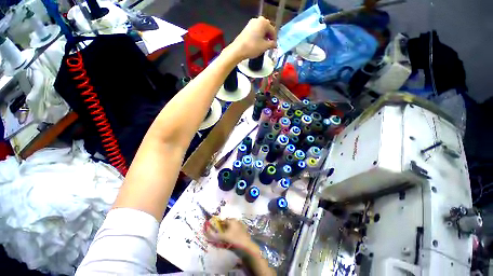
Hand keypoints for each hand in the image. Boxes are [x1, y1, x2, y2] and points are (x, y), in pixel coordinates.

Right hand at [205, 218, 251, 246]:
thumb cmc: (235, 239)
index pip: (223, 220)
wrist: (246, 245)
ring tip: (225, 237)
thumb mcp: (224, 237)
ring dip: (228, 230)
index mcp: (232, 220)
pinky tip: (232, 238)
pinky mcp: (243, 230)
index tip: (216, 230)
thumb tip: (207, 231)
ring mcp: (240, 225)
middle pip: (228, 223)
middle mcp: (236, 220)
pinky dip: (233, 232)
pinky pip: (236, 229)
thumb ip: (215, 235)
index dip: (219, 225)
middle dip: (223, 228)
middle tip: (220, 234)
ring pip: (232, 226)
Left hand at [228, 16, 276, 60]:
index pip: (273, 31)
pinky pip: (256, 31)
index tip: (274, 47)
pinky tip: (257, 44)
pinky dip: (258, 37)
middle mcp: (258, 20)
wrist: (238, 49)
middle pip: (267, 29)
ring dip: (264, 37)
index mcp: (264, 22)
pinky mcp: (247, 28)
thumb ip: (272, 44)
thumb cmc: (253, 47)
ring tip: (263, 46)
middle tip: (269, 46)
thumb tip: (275, 44)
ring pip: (261, 30)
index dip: (274, 39)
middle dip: (269, 37)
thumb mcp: (264, 47)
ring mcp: (251, 23)